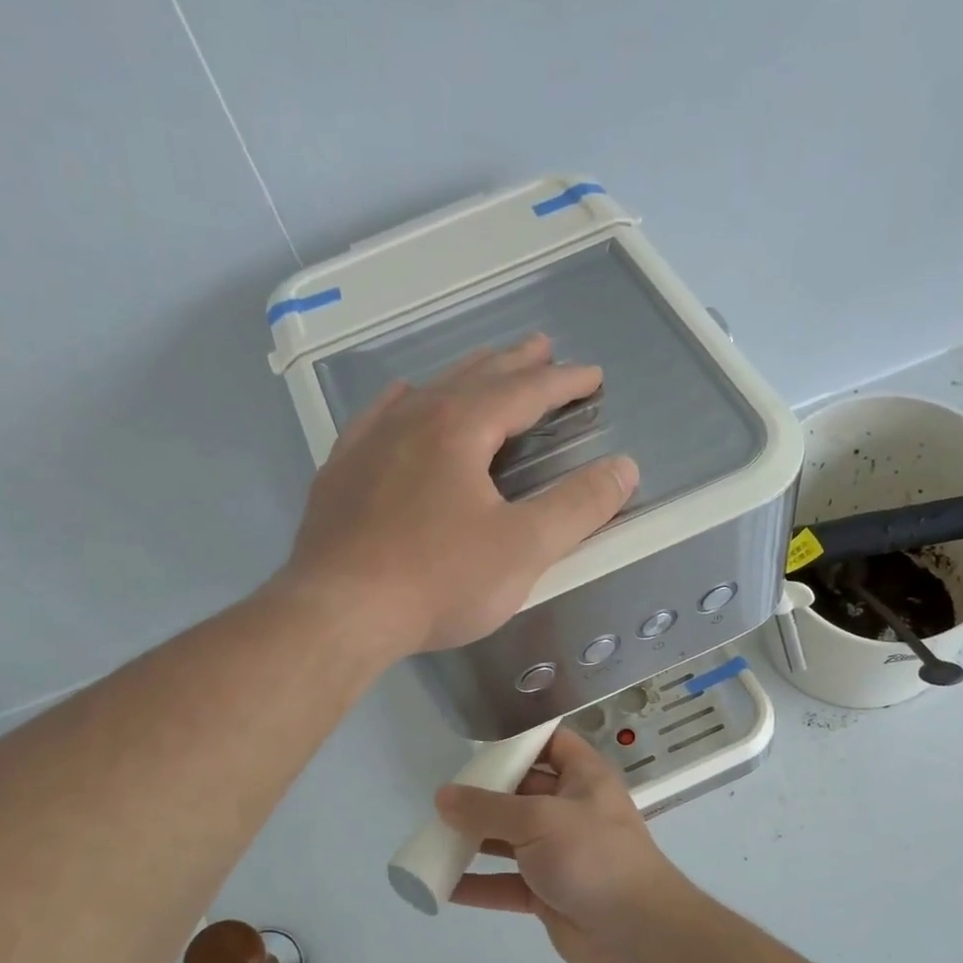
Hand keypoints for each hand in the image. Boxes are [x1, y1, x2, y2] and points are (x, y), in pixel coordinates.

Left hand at [285, 335, 637, 656]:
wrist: (338, 613)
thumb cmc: (439, 581)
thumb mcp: (524, 548)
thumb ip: (578, 506)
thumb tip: (624, 468)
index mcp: (460, 428)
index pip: (524, 392)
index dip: (563, 382)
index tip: (592, 376)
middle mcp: (412, 419)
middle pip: (474, 378)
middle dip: (514, 364)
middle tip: (542, 348)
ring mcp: (369, 443)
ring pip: (426, 392)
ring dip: (463, 377)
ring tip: (485, 366)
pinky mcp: (341, 473)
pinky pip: (378, 417)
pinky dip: (403, 402)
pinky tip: (402, 399)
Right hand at [437, 729, 696, 962]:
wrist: (635, 931)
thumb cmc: (592, 855)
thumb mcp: (538, 819)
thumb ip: (487, 808)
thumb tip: (443, 797)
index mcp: (582, 778)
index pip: (550, 744)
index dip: (518, 740)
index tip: (477, 744)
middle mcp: (571, 809)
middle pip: (521, 792)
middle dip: (484, 795)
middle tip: (442, 797)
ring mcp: (560, 853)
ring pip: (510, 839)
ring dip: (474, 840)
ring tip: (433, 837)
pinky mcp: (548, 892)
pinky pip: (506, 882)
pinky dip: (478, 884)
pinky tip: (443, 885)